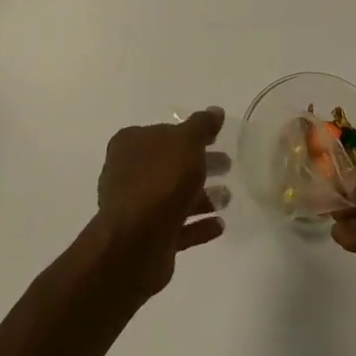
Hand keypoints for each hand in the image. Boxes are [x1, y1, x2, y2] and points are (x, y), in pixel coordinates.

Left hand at [92, 108, 230, 300]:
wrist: (135, 244)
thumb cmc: (159, 181)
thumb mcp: (187, 142)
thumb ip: (202, 125)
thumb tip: (215, 111)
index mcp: (130, 145)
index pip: (164, 133)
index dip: (190, 135)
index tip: (216, 140)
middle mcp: (127, 173)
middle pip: (170, 164)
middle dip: (200, 165)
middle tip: (227, 166)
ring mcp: (136, 208)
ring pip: (174, 196)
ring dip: (202, 197)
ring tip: (227, 198)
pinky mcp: (146, 239)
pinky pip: (177, 227)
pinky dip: (197, 224)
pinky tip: (219, 225)